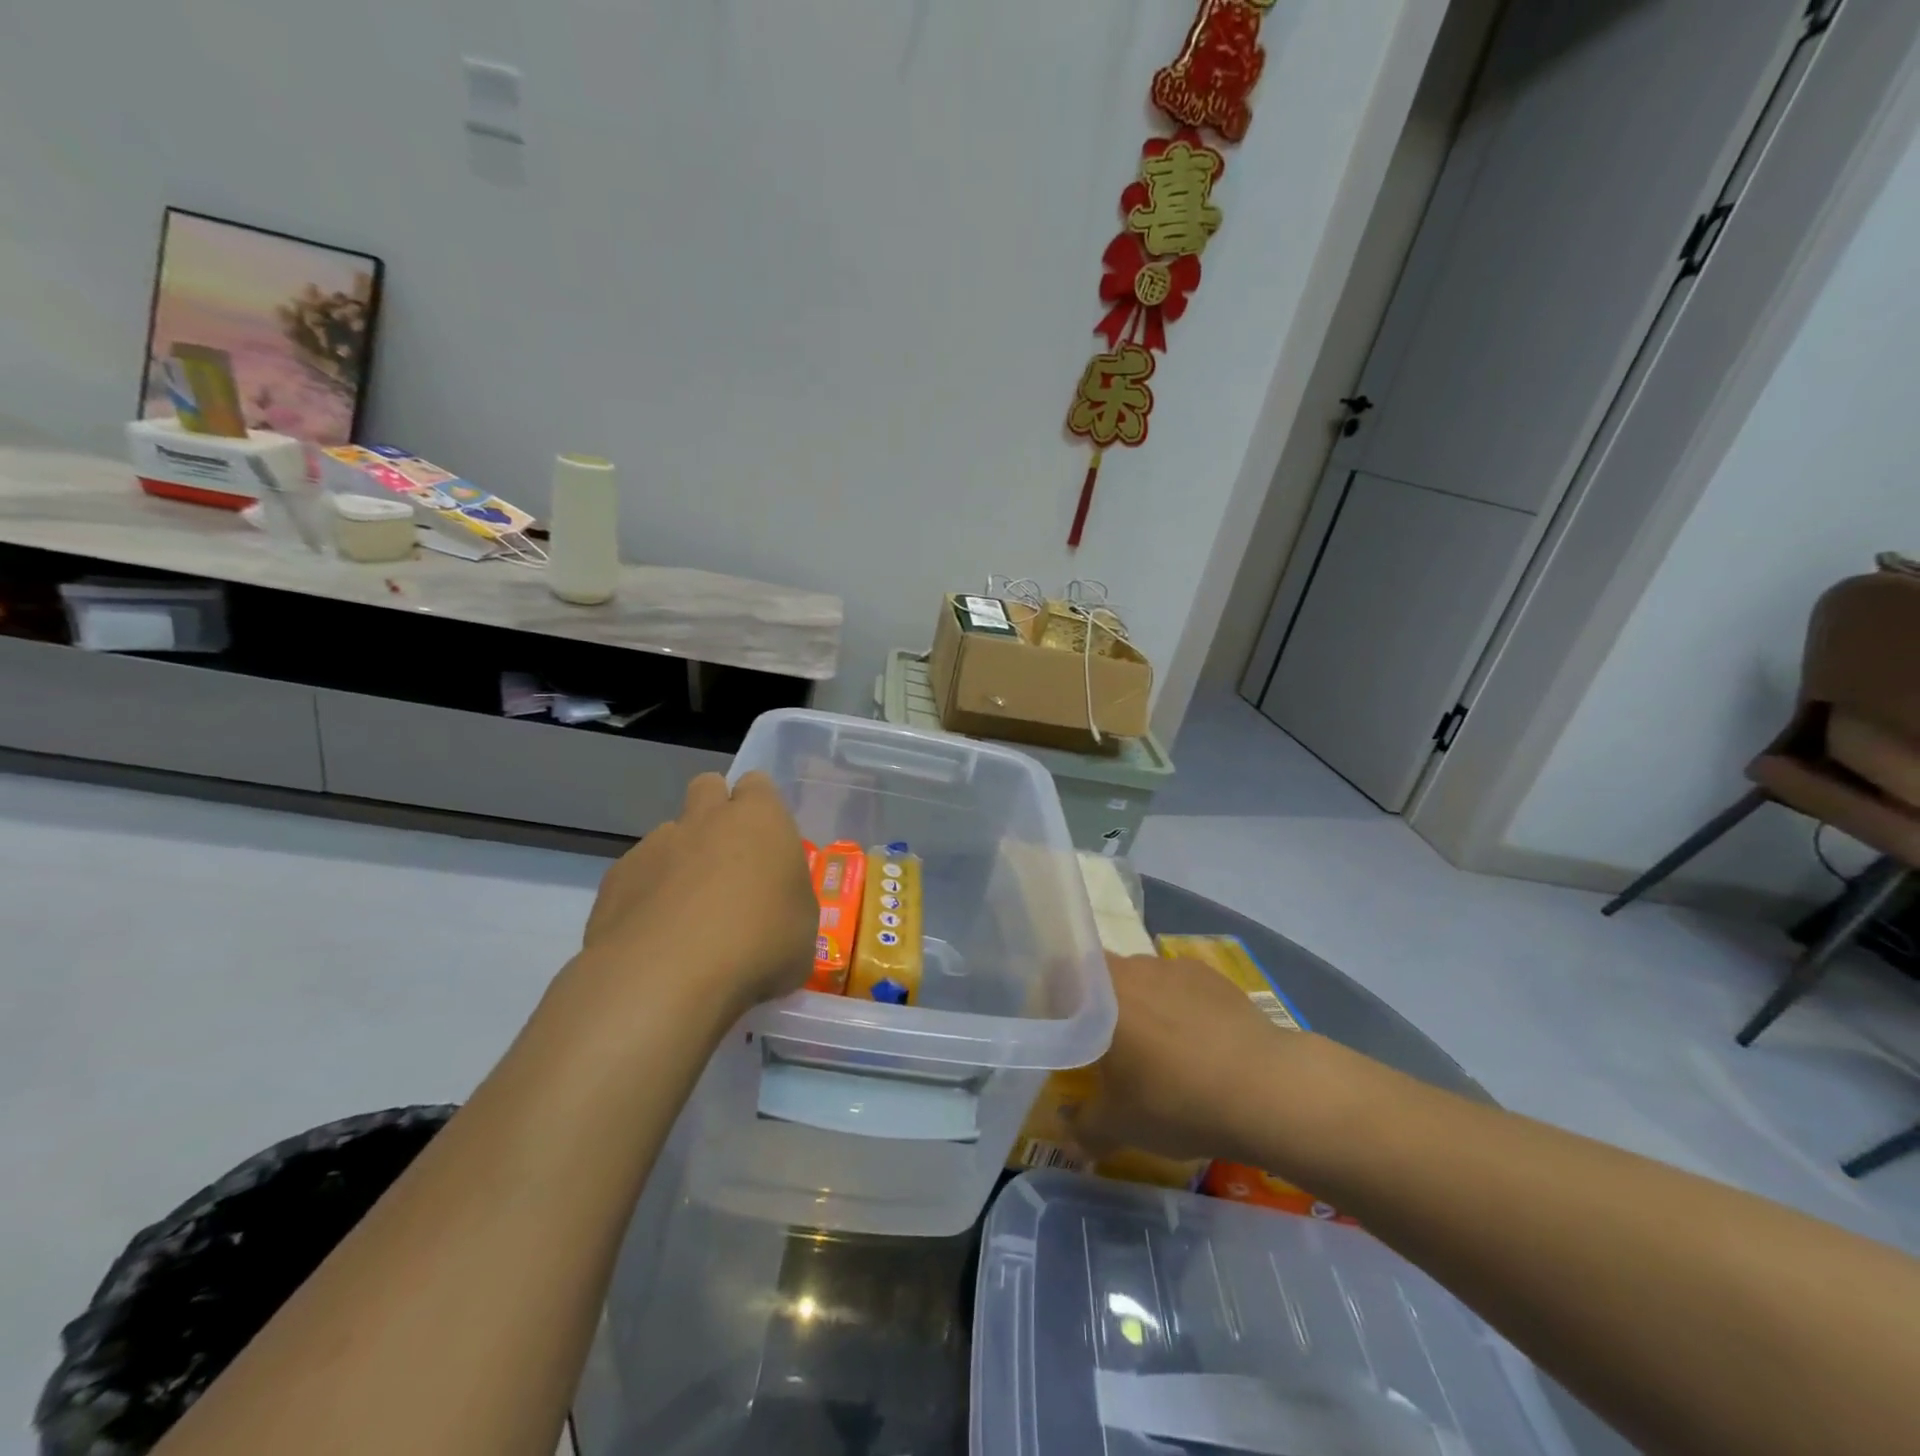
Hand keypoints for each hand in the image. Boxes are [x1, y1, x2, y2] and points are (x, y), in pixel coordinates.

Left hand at [581, 771, 816, 1018]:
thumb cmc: (759, 943)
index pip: (758, 785)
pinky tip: (655, 937)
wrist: (668, 975)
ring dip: (680, 859)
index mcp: (760, 819)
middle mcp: (706, 819)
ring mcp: (656, 845)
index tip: (766, 840)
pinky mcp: (615, 879)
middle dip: (714, 812)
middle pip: (707, 786)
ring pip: (669, 834)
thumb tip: (774, 909)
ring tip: (688, 913)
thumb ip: (787, 901)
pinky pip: (636, 875)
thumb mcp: (802, 927)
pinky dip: (646, 896)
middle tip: (727, 860)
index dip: (761, 808)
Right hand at [1073, 953, 1303, 1165]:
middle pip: (1103, 976)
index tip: (1065, 1029)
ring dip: (1142, 1006)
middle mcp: (1133, 966)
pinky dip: (1179, 1007)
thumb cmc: (1176, 1100)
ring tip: (1159, 1051)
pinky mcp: (1212, 976)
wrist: (1266, 1088)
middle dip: (1102, 1007)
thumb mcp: (1119, 1127)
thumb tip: (1068, 1140)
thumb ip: (1083, 1129)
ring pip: (1143, 980)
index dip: (1058, 996)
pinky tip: (1197, 1045)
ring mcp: (1174, 966)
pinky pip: (1180, 987)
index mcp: (1100, 991)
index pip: (1061, 972)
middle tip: (1109, 1049)